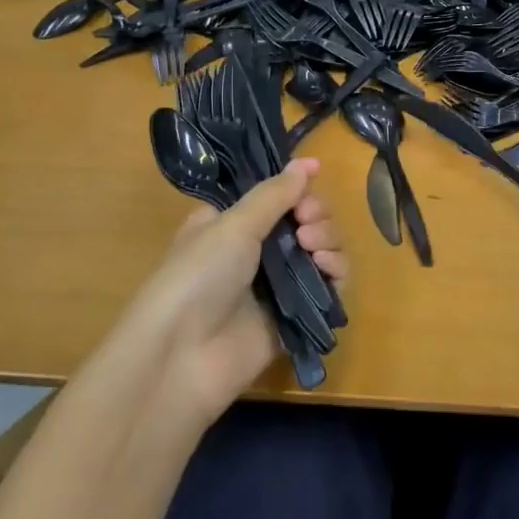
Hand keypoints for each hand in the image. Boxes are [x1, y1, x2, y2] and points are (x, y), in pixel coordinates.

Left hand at [127, 159, 346, 426]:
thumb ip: (275, 193)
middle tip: (305, 223)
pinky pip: (329, 285)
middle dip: (315, 213)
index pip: (278, 194)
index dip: (298, 187)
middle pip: (306, 218)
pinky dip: (335, 271)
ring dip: (327, 239)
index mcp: (234, 221)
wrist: (183, 357)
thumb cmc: (198, 276)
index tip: (309, 184)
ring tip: (312, 248)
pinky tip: (328, 268)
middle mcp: (257, 249)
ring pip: (322, 248)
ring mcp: (277, 283)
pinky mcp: (295, 314)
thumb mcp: (233, 225)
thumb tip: (308, 161)